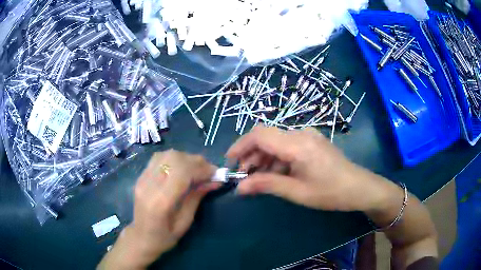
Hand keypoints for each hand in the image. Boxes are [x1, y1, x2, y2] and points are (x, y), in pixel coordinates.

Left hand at [98, 150, 219, 269]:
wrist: (141, 237)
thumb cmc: (165, 237)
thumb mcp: (185, 222)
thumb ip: (197, 198)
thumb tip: (214, 180)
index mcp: (160, 202)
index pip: (182, 173)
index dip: (201, 169)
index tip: (216, 173)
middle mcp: (148, 185)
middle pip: (174, 159)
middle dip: (196, 161)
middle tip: (209, 171)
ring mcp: (142, 178)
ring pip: (166, 155)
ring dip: (185, 158)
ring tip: (196, 169)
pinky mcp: (140, 176)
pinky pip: (159, 158)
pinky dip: (174, 159)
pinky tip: (181, 168)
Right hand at [227, 126, 383, 211]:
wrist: (359, 187)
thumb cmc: (330, 192)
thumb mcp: (297, 192)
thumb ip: (267, 185)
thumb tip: (240, 188)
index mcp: (297, 144)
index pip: (259, 135)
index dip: (240, 146)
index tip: (229, 162)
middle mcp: (301, 134)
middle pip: (266, 138)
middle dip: (251, 156)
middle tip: (243, 177)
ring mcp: (308, 136)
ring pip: (276, 142)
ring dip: (263, 158)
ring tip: (257, 178)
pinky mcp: (312, 142)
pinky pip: (288, 146)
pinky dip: (277, 159)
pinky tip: (276, 174)